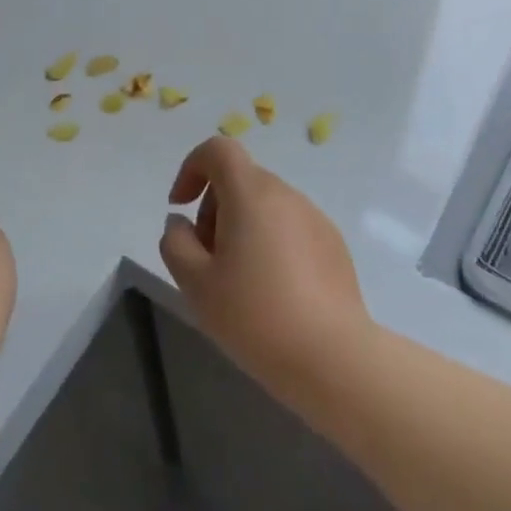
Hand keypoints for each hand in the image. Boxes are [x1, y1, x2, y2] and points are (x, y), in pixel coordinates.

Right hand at [159, 138, 368, 405]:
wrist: (335, 360)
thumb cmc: (256, 316)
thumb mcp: (195, 283)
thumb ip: (175, 242)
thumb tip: (181, 223)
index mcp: (251, 194)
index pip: (218, 150)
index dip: (191, 168)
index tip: (180, 206)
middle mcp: (286, 194)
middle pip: (240, 179)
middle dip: (213, 208)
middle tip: (206, 257)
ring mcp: (315, 218)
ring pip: (265, 204)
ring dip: (241, 227)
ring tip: (238, 280)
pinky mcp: (334, 245)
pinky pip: (290, 227)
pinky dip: (270, 242)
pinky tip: (272, 292)